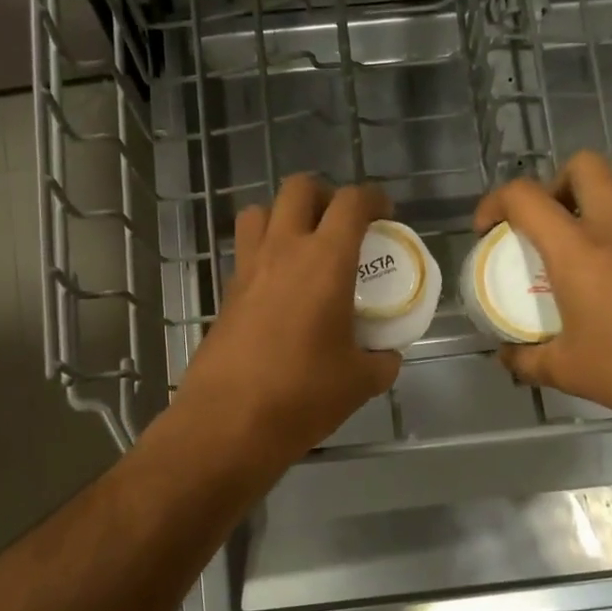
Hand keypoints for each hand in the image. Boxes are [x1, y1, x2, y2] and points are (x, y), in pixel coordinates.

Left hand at [171, 175, 400, 471]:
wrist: (228, 422)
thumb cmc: (302, 395)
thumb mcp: (359, 382)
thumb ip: (381, 361)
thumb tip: (386, 356)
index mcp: (325, 260)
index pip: (352, 202)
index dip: (374, 198)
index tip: (386, 215)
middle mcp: (283, 250)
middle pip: (299, 188)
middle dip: (325, 195)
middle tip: (342, 224)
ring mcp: (247, 269)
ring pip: (260, 212)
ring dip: (284, 216)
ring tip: (304, 246)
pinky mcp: (225, 293)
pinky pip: (245, 251)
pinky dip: (264, 252)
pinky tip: (280, 289)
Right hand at [472, 151, 611, 425]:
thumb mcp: (565, 369)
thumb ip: (526, 359)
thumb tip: (505, 357)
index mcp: (576, 246)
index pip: (525, 196)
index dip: (495, 202)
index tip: (487, 229)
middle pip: (583, 166)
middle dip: (555, 183)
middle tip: (545, 223)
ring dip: (588, 210)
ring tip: (578, 257)